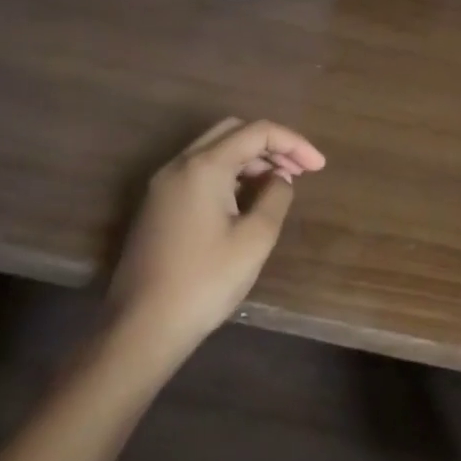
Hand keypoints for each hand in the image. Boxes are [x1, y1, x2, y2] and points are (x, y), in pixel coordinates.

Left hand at [107, 118, 325, 368]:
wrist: (141, 329)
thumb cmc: (205, 282)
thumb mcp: (256, 238)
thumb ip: (276, 197)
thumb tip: (279, 179)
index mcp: (203, 167)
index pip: (257, 132)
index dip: (294, 143)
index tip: (319, 167)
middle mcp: (179, 165)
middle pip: (233, 131)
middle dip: (271, 145)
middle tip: (299, 170)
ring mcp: (163, 185)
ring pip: (214, 150)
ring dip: (250, 159)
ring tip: (279, 185)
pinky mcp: (157, 206)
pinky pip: (200, 171)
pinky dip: (230, 173)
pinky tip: (247, 200)